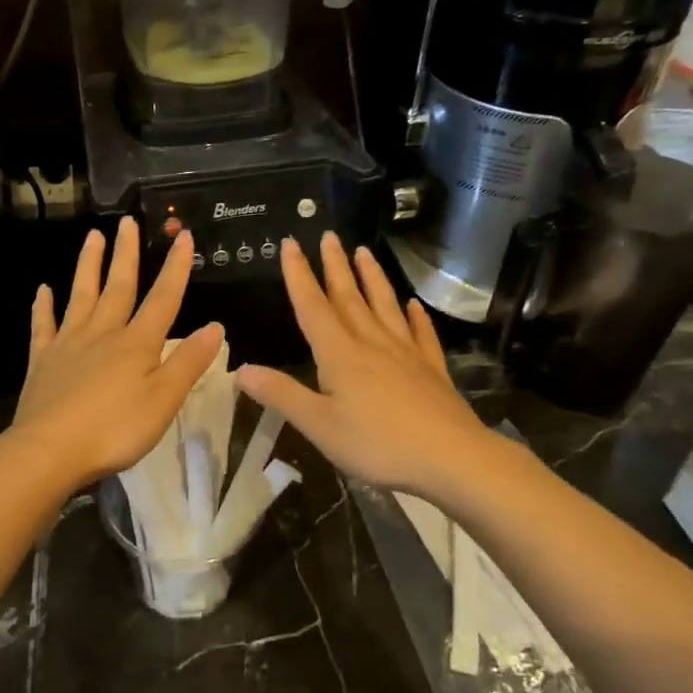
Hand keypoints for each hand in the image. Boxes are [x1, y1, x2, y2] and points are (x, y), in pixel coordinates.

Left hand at [14, 218, 223, 486]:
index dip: (175, 268)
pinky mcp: (42, 361)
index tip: (182, 236)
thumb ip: (189, 362)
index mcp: (137, 344)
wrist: (50, 450)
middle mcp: (103, 334)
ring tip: (92, 236)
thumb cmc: (115, 429)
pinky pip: (43, 326)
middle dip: (126, 254)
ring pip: (81, 296)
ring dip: (88, 266)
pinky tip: (42, 290)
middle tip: (127, 221)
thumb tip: (215, 327)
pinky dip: (43, 307)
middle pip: (118, 287)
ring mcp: (69, 344)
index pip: (163, 299)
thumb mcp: (164, 400)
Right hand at [238, 233, 490, 496]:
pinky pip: (421, 333)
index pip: (312, 306)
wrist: (450, 457)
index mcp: (340, 354)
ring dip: (372, 277)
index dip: (298, 274)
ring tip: (364, 251)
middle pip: (349, 296)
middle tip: (328, 235)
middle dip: (335, 265)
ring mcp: (405, 353)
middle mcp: (371, 343)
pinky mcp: (431, 369)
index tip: (290, 243)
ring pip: (384, 306)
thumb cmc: (377, 443)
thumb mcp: (318, 425)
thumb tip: (242, 369)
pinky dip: (415, 316)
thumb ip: (281, 394)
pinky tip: (413, 304)